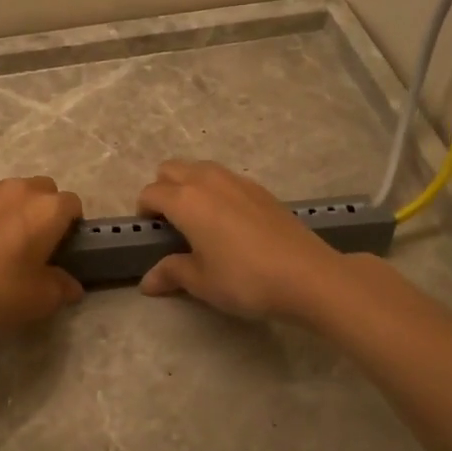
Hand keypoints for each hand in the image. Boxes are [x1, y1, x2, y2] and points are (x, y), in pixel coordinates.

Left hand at [0, 176, 84, 335]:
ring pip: (14, 191)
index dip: (72, 225)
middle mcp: (21, 190)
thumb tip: (71, 286)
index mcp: (48, 209)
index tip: (62, 248)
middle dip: (46, 210)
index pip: (73, 204)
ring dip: (18, 208)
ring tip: (5, 241)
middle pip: (45, 190)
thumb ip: (62, 288)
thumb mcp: (40, 299)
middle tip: (36, 243)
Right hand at [137, 160, 346, 321]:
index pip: (150, 193)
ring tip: (199, 220)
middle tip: (171, 223)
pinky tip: (230, 222)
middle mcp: (207, 181)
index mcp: (185, 200)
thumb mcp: (201, 282)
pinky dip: (216, 190)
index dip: (144, 212)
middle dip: (163, 189)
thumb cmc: (244, 279)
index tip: (151, 235)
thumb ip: (171, 273)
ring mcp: (237, 180)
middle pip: (171, 168)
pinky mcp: (261, 189)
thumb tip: (147, 282)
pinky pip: (225, 178)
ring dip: (189, 185)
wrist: (307, 275)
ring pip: (199, 168)